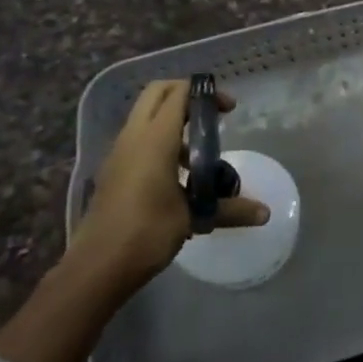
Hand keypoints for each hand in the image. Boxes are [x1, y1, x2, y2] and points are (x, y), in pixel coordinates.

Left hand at [72, 80, 269, 287]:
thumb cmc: (146, 233)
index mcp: (154, 140)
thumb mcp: (193, 217)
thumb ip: (231, 209)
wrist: (96, 268)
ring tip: (201, 153)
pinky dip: (161, 141)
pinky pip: (139, 139)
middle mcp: (133, 138)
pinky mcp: (113, 171)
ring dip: (174, 121)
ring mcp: (119, 153)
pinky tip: (179, 176)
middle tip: (213, 116)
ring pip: (146, 116)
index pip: (179, 94)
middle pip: (158, 93)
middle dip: (187, 96)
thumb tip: (266, 214)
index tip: (229, 110)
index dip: (206, 93)